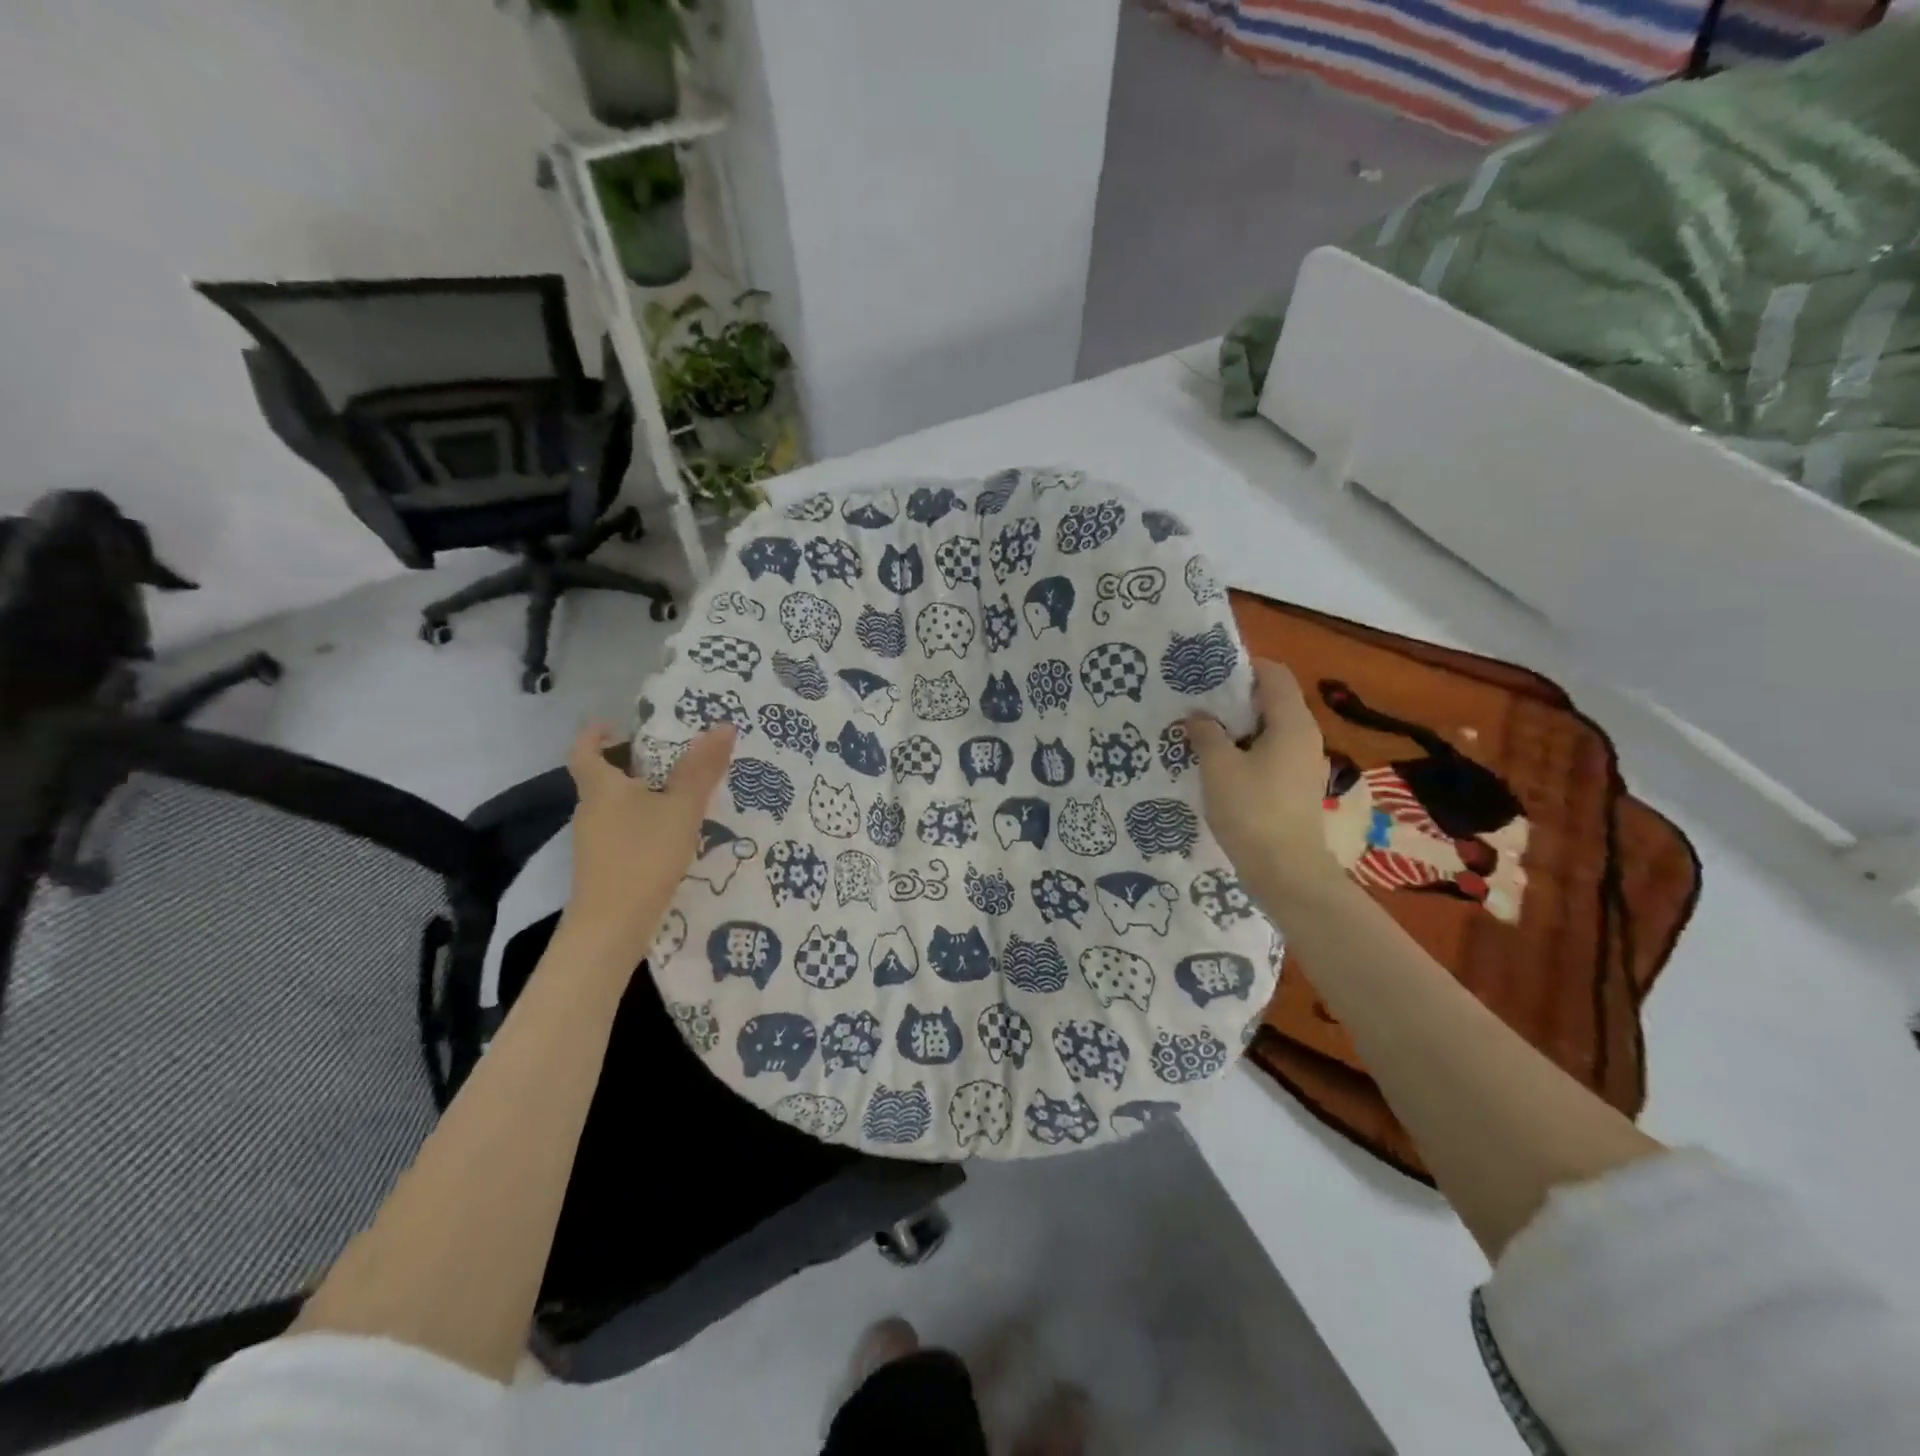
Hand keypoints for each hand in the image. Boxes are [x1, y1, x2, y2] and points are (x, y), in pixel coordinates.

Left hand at [559, 721, 735, 968]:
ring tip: (680, 794)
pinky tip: (671, 835)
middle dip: (631, 764)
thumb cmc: (643, 856)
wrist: (611, 927)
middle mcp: (590, 811)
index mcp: (601, 788)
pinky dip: (643, 824)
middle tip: (670, 756)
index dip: (595, 734)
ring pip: (615, 807)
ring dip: (641, 796)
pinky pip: (622, 832)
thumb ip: (702, 770)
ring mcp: (593, 842)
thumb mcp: (681, 808)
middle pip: (602, 778)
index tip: (614, 724)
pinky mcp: (603, 868)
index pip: (585, 751)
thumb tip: (723, 726)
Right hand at [1186, 659, 1343, 905]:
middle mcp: (1305, 736)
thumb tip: (1198, 717)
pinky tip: (1219, 766)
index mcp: (1291, 722)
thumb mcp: (1218, 767)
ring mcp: (1304, 763)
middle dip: (1234, 699)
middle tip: (1197, 703)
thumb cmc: (1252, 811)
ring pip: (1269, 730)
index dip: (1242, 667)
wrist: (1286, 871)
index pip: (1273, 674)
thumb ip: (1205, 734)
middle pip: (1271, 701)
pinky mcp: (1296, 787)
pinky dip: (1246, 751)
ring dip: (1237, 728)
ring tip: (1202, 734)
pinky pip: (1271, 754)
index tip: (1207, 675)